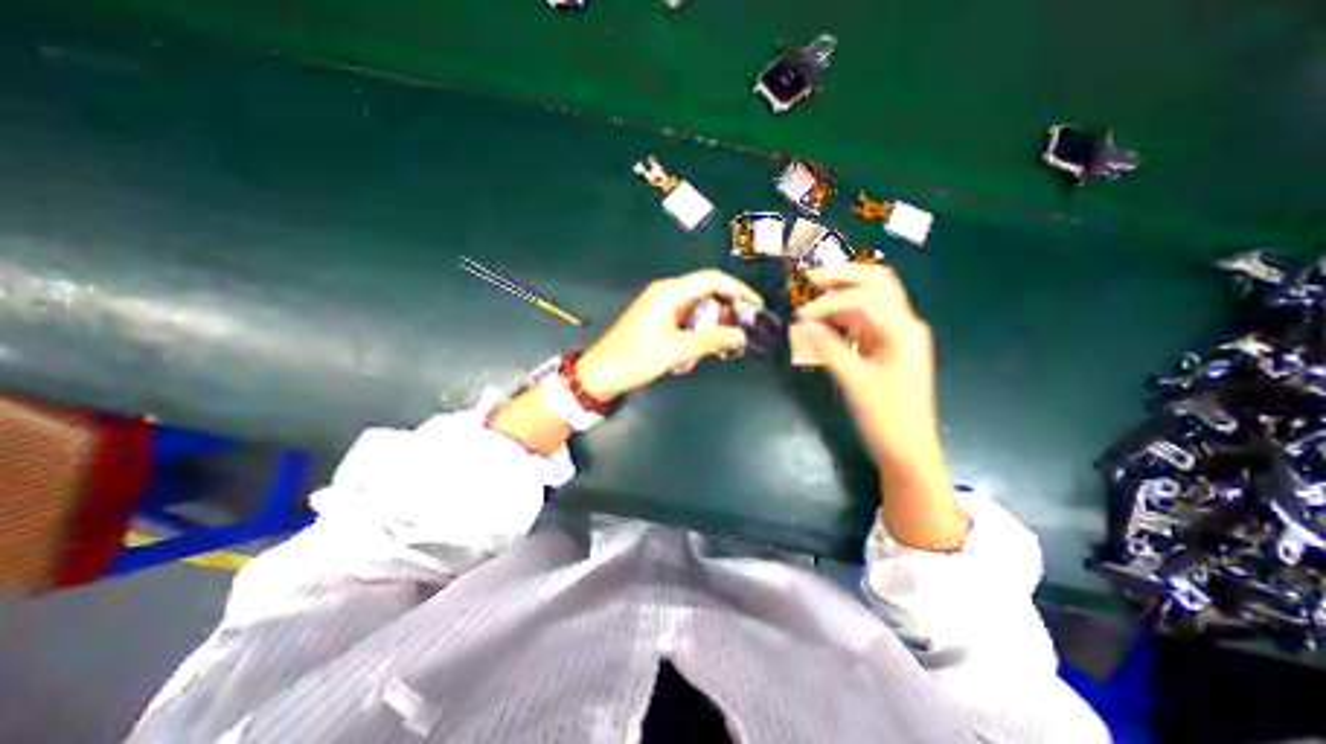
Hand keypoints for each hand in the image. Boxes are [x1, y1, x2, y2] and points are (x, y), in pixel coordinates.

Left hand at [579, 267, 761, 401]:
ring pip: (696, 316)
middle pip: (706, 297)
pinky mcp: (657, 322)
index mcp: (670, 292)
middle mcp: (666, 294)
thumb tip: (741, 335)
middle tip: (731, 342)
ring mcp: (661, 308)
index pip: (712, 279)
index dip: (738, 290)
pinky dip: (689, 343)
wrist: (600, 374)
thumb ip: (712, 340)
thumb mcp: (677, 350)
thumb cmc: (636, 357)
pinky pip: (684, 327)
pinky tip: (681, 363)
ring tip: (691, 362)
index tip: (756, 307)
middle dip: (719, 321)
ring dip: (702, 338)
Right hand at [785, 265, 963, 547]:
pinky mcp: (886, 349)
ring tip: (813, 293)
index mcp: (903, 331)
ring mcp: (896, 337)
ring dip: (843, 294)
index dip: (828, 303)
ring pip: (870, 301)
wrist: (908, 451)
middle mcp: (903, 326)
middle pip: (877, 285)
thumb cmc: (886, 418)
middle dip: (844, 277)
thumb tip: (802, 324)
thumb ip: (828, 348)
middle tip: (811, 277)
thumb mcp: (855, 382)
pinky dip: (843, 316)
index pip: (863, 300)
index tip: (799, 317)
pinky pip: (864, 323)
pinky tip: (824, 320)